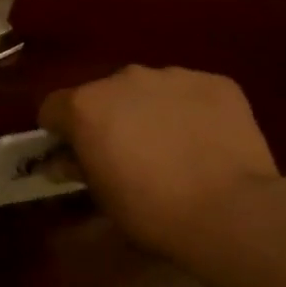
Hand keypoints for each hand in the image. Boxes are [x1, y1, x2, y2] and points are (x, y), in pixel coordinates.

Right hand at [39, 65, 283, 267]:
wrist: (230, 211)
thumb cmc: (151, 210)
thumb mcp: (101, 196)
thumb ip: (77, 167)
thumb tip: (63, 160)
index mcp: (86, 104)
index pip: (54, 107)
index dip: (60, 131)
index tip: (74, 153)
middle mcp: (124, 78)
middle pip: (105, 93)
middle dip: (110, 117)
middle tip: (129, 153)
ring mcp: (172, 75)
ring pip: (150, 89)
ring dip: (151, 110)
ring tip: (174, 146)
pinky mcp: (216, 82)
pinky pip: (192, 92)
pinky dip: (192, 110)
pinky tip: (207, 141)